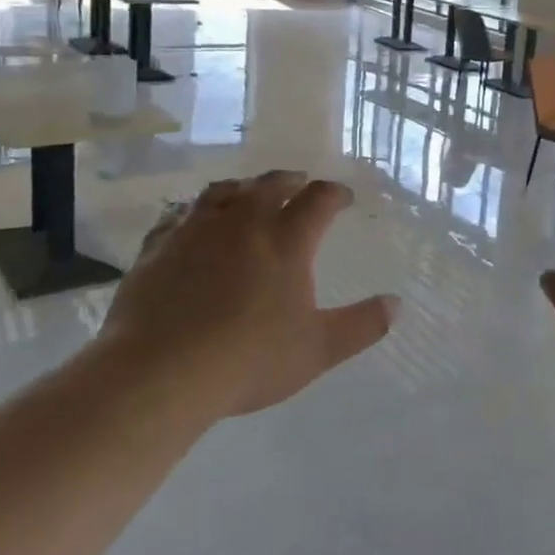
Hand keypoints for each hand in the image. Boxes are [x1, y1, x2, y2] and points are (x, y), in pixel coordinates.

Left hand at [103, 171, 397, 417]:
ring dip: (242, 188)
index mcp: (286, 240)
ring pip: (222, 192)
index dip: (335, 193)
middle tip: (299, 183)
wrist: (158, 373)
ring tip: (247, 193)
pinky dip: (194, 212)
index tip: (343, 197)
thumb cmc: (248, 360)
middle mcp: (243, 223)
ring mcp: (195, 231)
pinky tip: (192, 222)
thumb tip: (396, 304)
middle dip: (290, 180)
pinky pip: (178, 216)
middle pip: (269, 185)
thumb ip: (362, 325)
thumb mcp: (318, 349)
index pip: (318, 200)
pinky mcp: (158, 248)